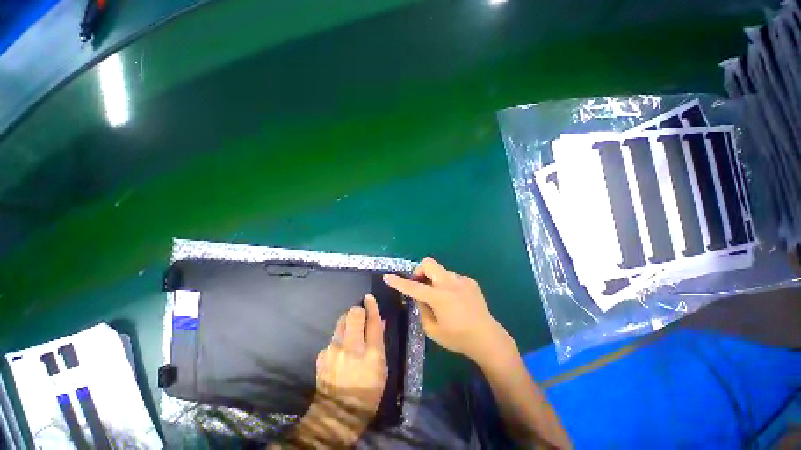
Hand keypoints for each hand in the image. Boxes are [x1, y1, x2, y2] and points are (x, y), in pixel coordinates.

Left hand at [292, 294, 387, 446]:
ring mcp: (333, 349)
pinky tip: (340, 351)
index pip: (372, 320)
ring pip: (340, 321)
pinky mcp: (322, 354)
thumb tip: (380, 321)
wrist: (338, 413)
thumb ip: (380, 341)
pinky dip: (339, 338)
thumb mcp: (382, 367)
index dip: (372, 306)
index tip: (369, 297)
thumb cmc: (368, 391)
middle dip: (357, 312)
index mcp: (370, 352)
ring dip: (347, 322)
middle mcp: (350, 346)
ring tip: (350, 334)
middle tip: (360, 319)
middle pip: (353, 314)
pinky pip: (333, 337)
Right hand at [383, 258, 515, 366]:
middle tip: (420, 285)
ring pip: (440, 270)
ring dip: (434, 280)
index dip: (398, 282)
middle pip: (428, 263)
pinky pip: (451, 277)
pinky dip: (446, 284)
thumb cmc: (458, 338)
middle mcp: (450, 284)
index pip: (413, 287)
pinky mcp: (470, 281)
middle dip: (419, 271)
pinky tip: (454, 299)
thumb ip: (422, 309)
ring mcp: (462, 280)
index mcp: (440, 298)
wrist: (487, 338)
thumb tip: (420, 296)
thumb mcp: (432, 330)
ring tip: (441, 297)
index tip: (388, 277)